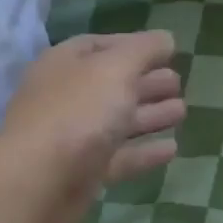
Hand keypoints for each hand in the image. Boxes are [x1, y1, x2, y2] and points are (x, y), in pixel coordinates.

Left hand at [0, 30, 184, 222]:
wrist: (39, 183)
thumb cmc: (78, 112)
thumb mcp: (115, 68)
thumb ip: (143, 50)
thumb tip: (166, 39)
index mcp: (65, 64)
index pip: (100, 46)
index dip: (132, 45)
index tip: (166, 50)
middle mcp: (66, 97)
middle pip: (110, 84)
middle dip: (145, 82)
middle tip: (178, 83)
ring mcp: (73, 137)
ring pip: (117, 121)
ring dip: (149, 115)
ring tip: (182, 111)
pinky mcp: (83, 172)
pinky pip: (119, 157)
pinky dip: (144, 152)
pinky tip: (172, 149)